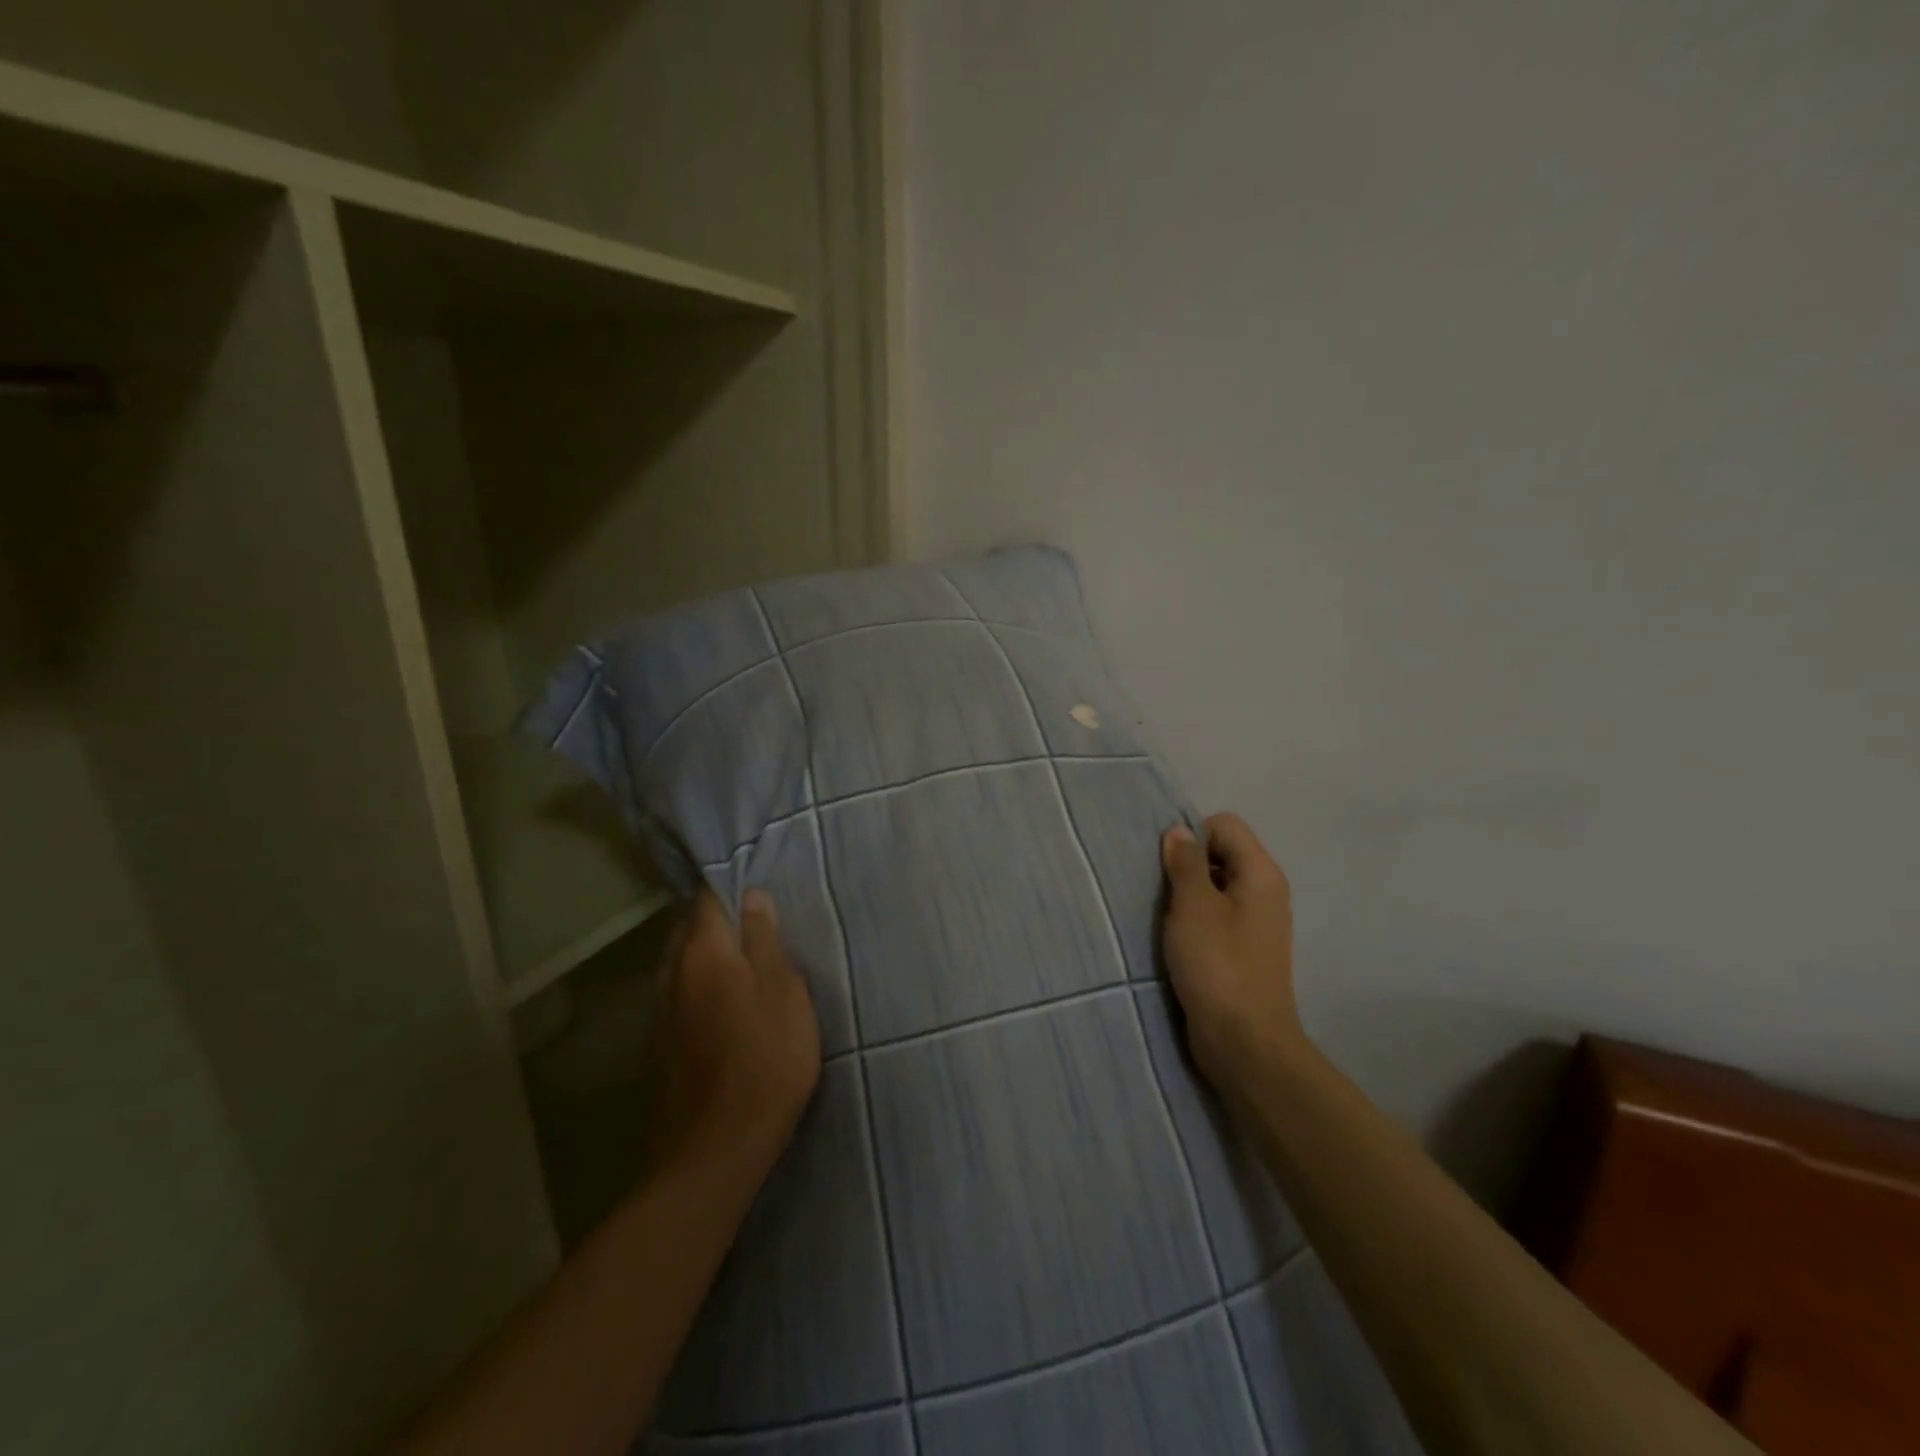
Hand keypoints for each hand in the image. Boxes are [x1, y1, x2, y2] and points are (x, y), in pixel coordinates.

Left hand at [660, 888, 820, 1175]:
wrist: (718, 1149)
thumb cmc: (766, 1059)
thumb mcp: (784, 992)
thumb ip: (766, 941)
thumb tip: (752, 896)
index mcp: (703, 953)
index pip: (708, 899)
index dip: (731, 887)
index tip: (756, 884)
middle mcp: (671, 974)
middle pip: (689, 930)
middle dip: (717, 920)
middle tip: (756, 922)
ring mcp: (659, 1012)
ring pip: (680, 963)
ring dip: (706, 954)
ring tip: (742, 958)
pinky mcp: (659, 1046)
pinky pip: (678, 995)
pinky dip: (698, 985)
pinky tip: (723, 1001)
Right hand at [1160, 814, 1304, 1090]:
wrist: (1244, 1042)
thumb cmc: (1217, 964)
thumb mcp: (1193, 906)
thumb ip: (1184, 863)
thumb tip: (1179, 831)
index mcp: (1261, 873)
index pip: (1224, 825)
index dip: (1192, 835)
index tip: (1166, 865)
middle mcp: (1265, 892)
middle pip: (1221, 853)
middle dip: (1186, 864)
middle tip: (1160, 891)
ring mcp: (1257, 923)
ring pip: (1215, 887)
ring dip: (1186, 895)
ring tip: (1164, 917)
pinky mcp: (1244, 950)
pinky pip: (1216, 917)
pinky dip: (1194, 920)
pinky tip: (1175, 940)